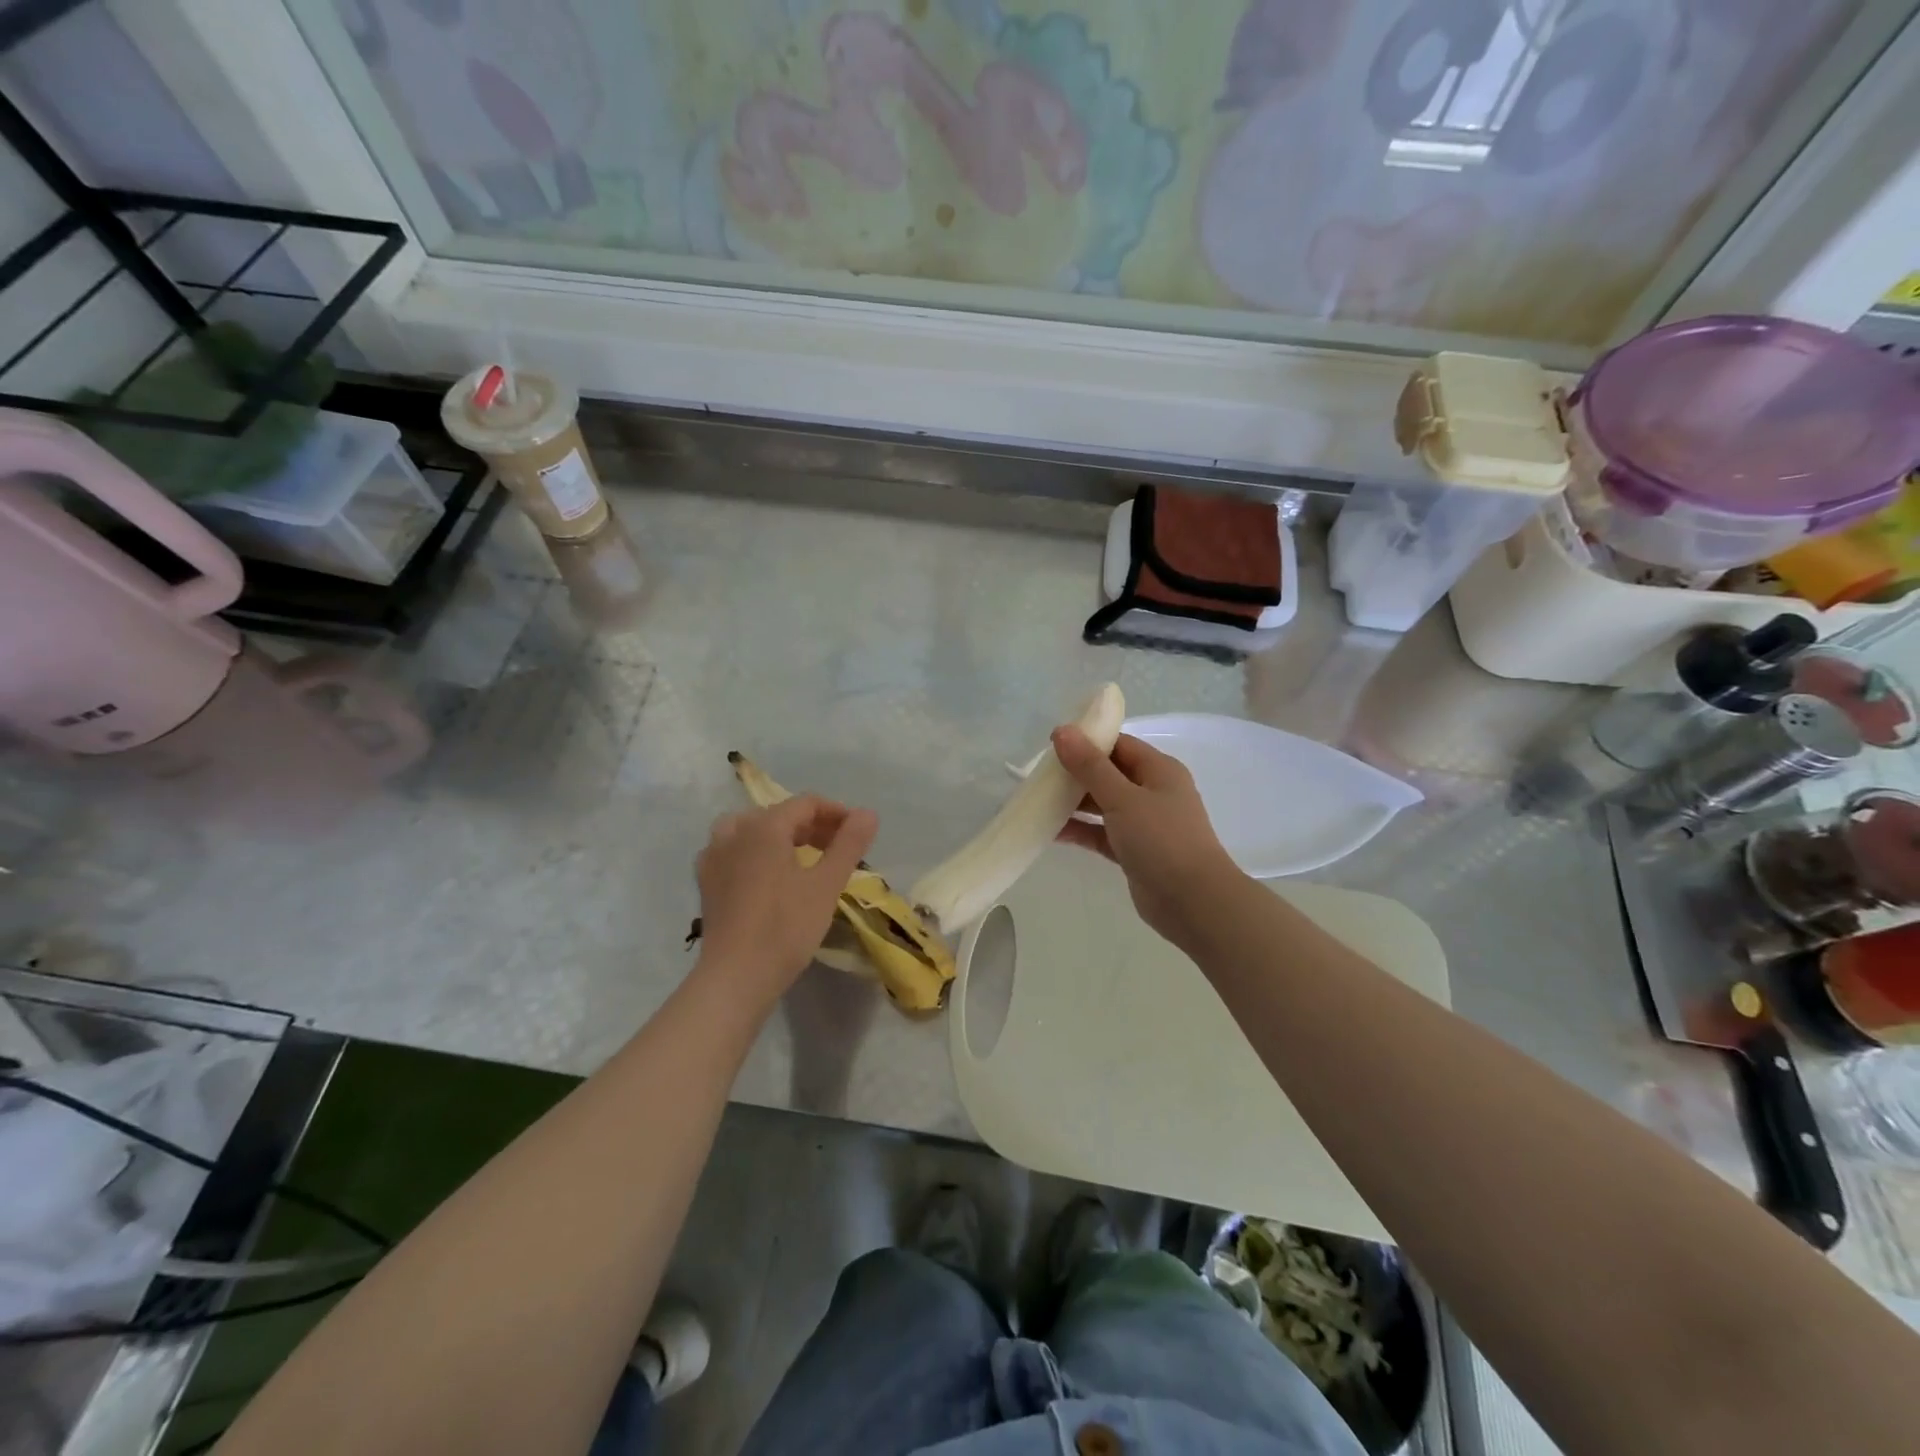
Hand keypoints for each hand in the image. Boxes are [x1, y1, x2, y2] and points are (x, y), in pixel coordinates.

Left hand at [694, 796, 877, 1009]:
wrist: (736, 977)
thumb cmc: (786, 928)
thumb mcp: (826, 884)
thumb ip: (849, 844)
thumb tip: (868, 813)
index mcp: (764, 827)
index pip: (806, 804)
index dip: (836, 813)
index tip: (858, 833)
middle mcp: (735, 832)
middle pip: (779, 814)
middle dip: (812, 826)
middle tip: (837, 849)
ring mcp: (714, 856)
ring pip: (752, 829)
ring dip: (780, 835)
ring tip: (802, 857)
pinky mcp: (706, 882)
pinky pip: (733, 849)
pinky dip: (754, 851)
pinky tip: (766, 873)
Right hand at [1052, 727, 1241, 946]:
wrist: (1193, 902)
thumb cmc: (1161, 839)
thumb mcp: (1123, 798)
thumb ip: (1090, 766)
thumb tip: (1062, 731)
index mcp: (1159, 770)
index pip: (1119, 745)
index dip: (1087, 741)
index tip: (1051, 745)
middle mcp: (1153, 792)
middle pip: (1109, 773)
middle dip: (1076, 773)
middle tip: (1039, 776)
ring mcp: (1144, 824)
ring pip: (1103, 804)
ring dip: (1074, 803)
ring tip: (1039, 801)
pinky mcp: (1134, 851)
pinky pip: (1101, 833)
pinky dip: (1080, 830)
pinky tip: (1051, 831)